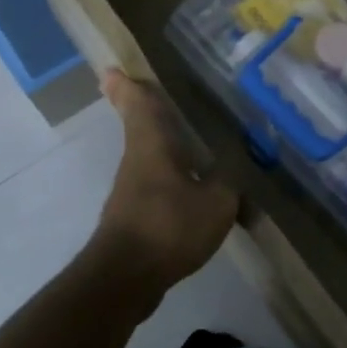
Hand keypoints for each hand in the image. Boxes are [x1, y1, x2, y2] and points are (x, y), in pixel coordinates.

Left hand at [91, 69, 237, 296]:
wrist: (126, 278)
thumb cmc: (169, 226)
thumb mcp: (216, 201)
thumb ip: (228, 180)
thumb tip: (233, 166)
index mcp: (152, 145)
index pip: (139, 105)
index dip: (128, 86)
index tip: (113, 69)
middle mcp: (137, 161)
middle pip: (140, 128)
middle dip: (143, 111)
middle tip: (149, 93)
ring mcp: (131, 191)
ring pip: (148, 157)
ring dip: (160, 145)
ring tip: (185, 140)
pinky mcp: (133, 217)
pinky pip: (155, 185)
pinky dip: (169, 177)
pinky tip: (190, 188)